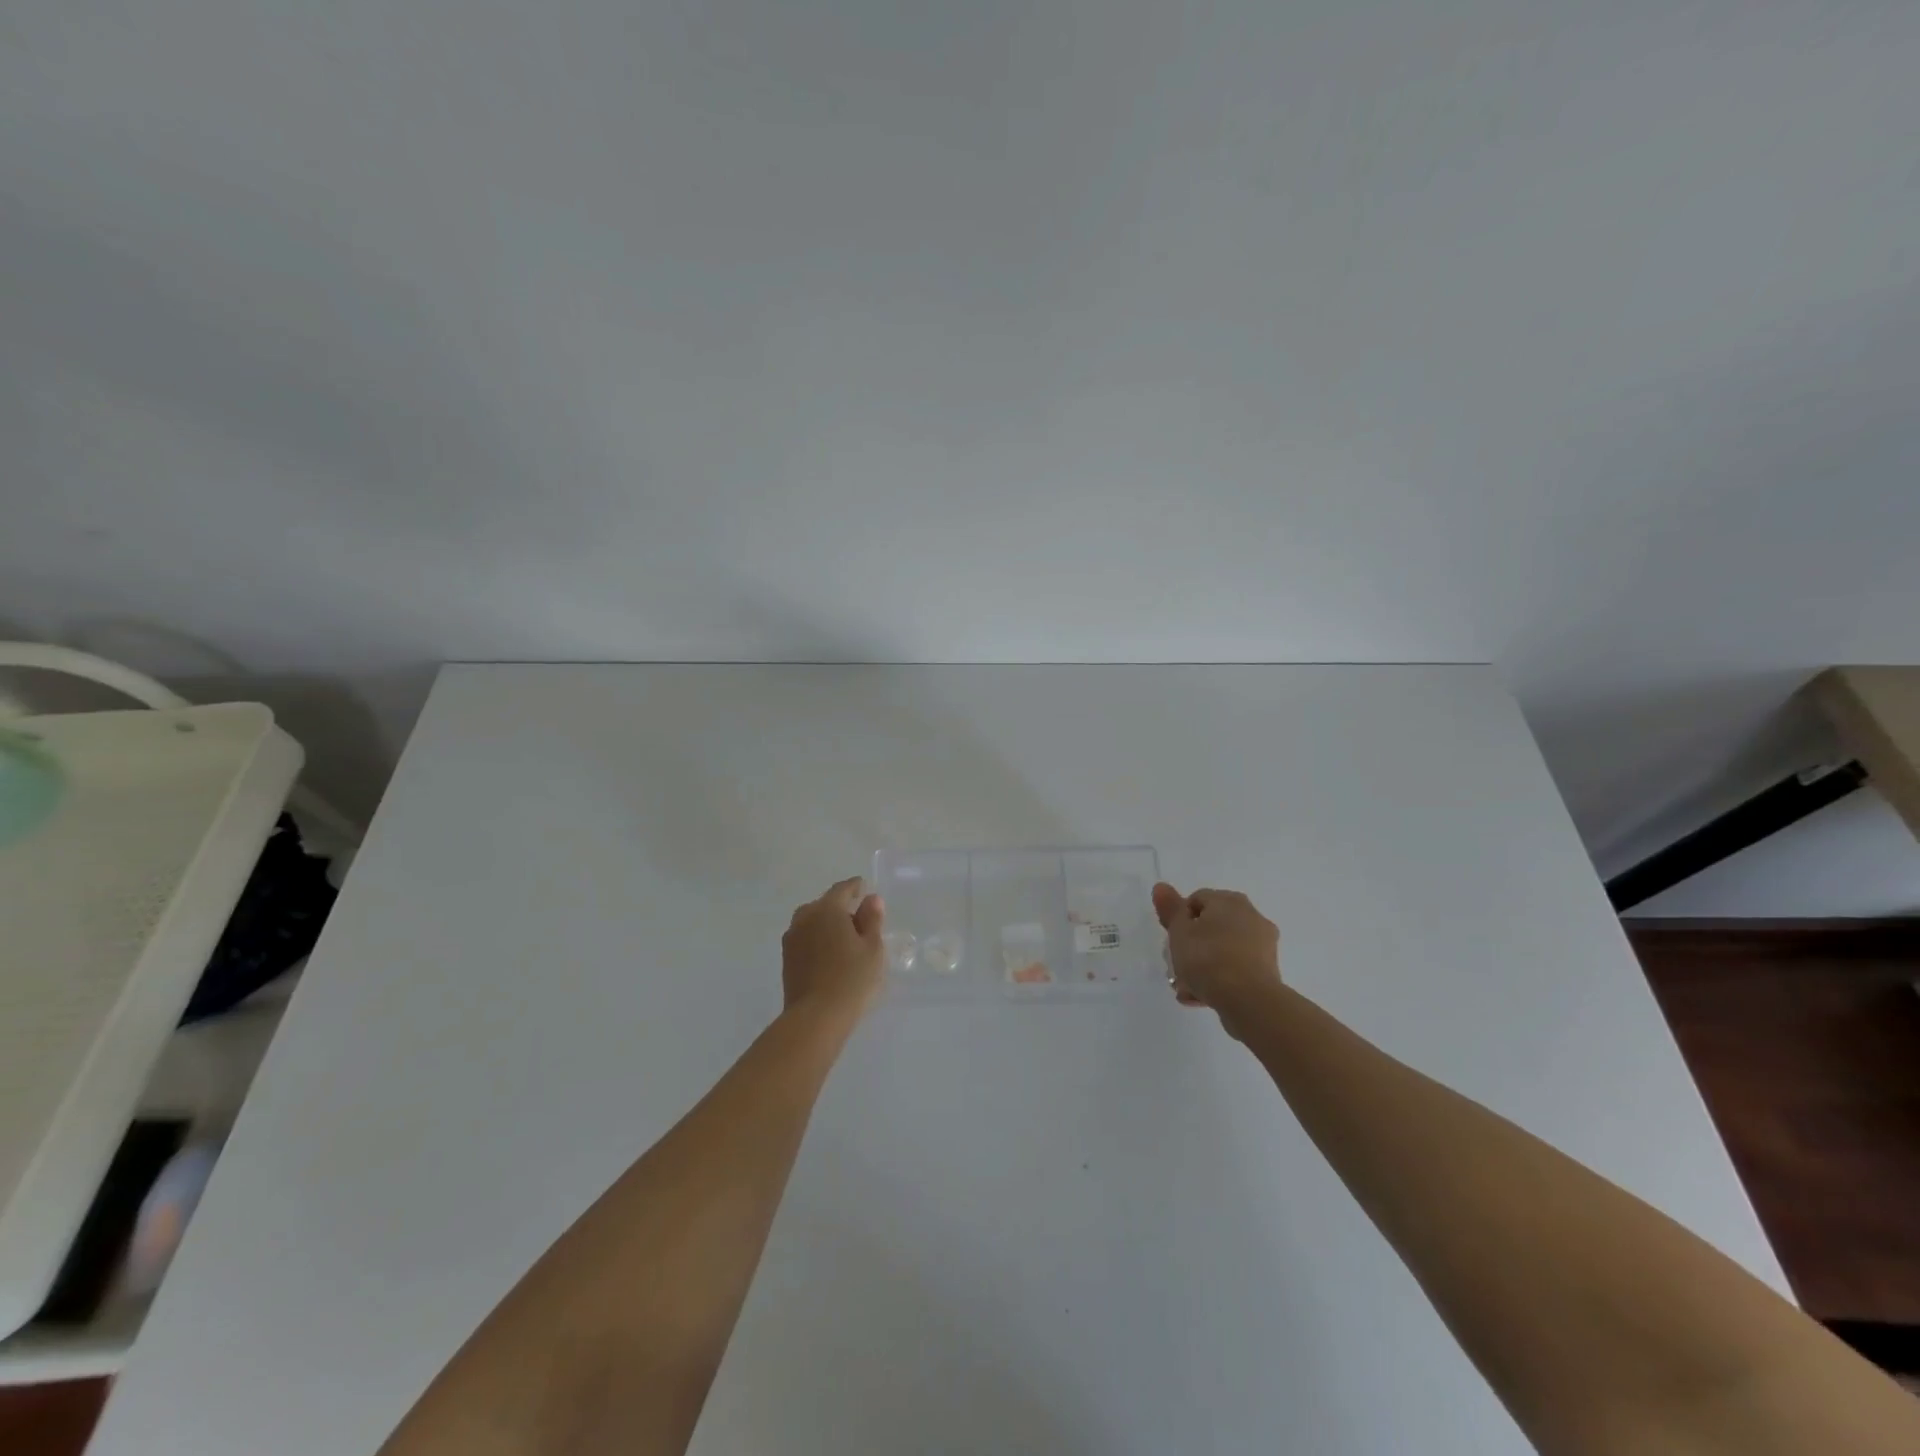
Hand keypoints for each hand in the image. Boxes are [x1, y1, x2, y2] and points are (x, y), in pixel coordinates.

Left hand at [781, 878, 887, 1022]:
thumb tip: (871, 899)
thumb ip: (872, 919)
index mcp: (827, 909)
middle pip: (825, 904)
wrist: (815, 1017)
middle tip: (859, 921)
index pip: (842, 889)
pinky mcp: (786, 958)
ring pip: (812, 921)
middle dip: (841, 908)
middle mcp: (805, 917)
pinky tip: (830, 955)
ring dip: (827, 924)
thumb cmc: (851, 979)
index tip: (864, 889)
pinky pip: (806, 938)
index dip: (855, 887)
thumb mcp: (872, 948)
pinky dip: (818, 939)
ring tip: (844, 940)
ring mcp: (792, 938)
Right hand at [1152, 883, 1281, 1034]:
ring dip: (1202, 967)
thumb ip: (1170, 909)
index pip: (1197, 900)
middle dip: (1191, 946)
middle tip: (1175, 965)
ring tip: (1184, 988)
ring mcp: (1263, 946)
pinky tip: (1200, 998)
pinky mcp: (1268, 973)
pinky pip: (1235, 971)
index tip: (1171, 940)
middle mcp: (1251, 917)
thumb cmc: (1208, 958)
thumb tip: (1161, 887)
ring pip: (1222, 951)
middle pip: (1211, 927)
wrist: (1248, 1000)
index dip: (1179, 919)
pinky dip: (1219, 980)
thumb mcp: (1179, 931)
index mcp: (1230, 901)